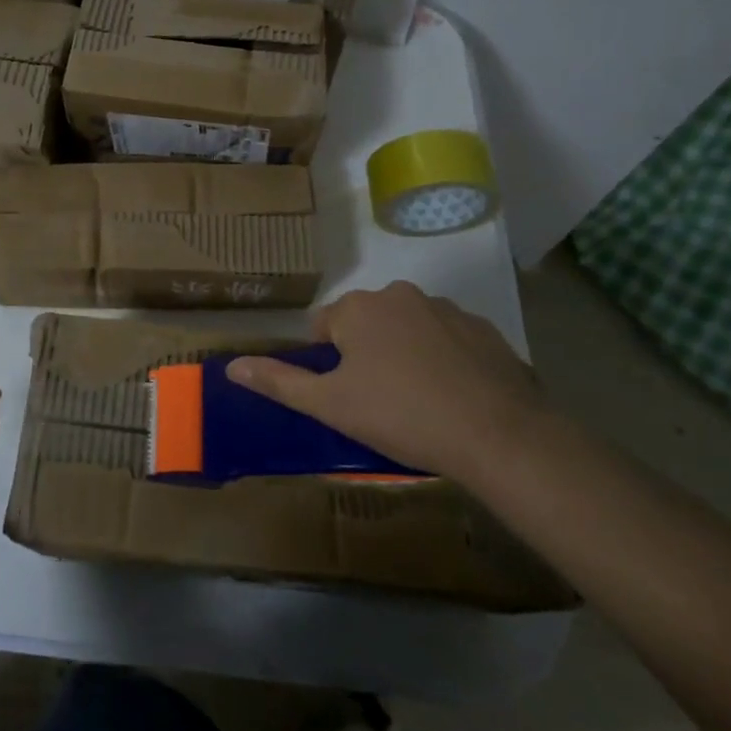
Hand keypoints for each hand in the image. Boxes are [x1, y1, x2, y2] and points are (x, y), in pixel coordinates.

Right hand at [227, 282, 540, 479]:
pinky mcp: (484, 329)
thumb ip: (279, 381)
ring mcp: (446, 309)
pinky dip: (444, 360)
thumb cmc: (401, 415)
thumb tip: (231, 366)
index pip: (323, 326)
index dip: (328, 362)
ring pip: (408, 329)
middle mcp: (399, 295)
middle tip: (378, 402)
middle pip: (366, 323)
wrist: (498, 435)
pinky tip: (453, 397)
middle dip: (366, 355)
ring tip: (419, 402)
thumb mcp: (330, 404)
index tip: (345, 395)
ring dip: (405, 354)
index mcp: (358, 308)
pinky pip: (448, 340)